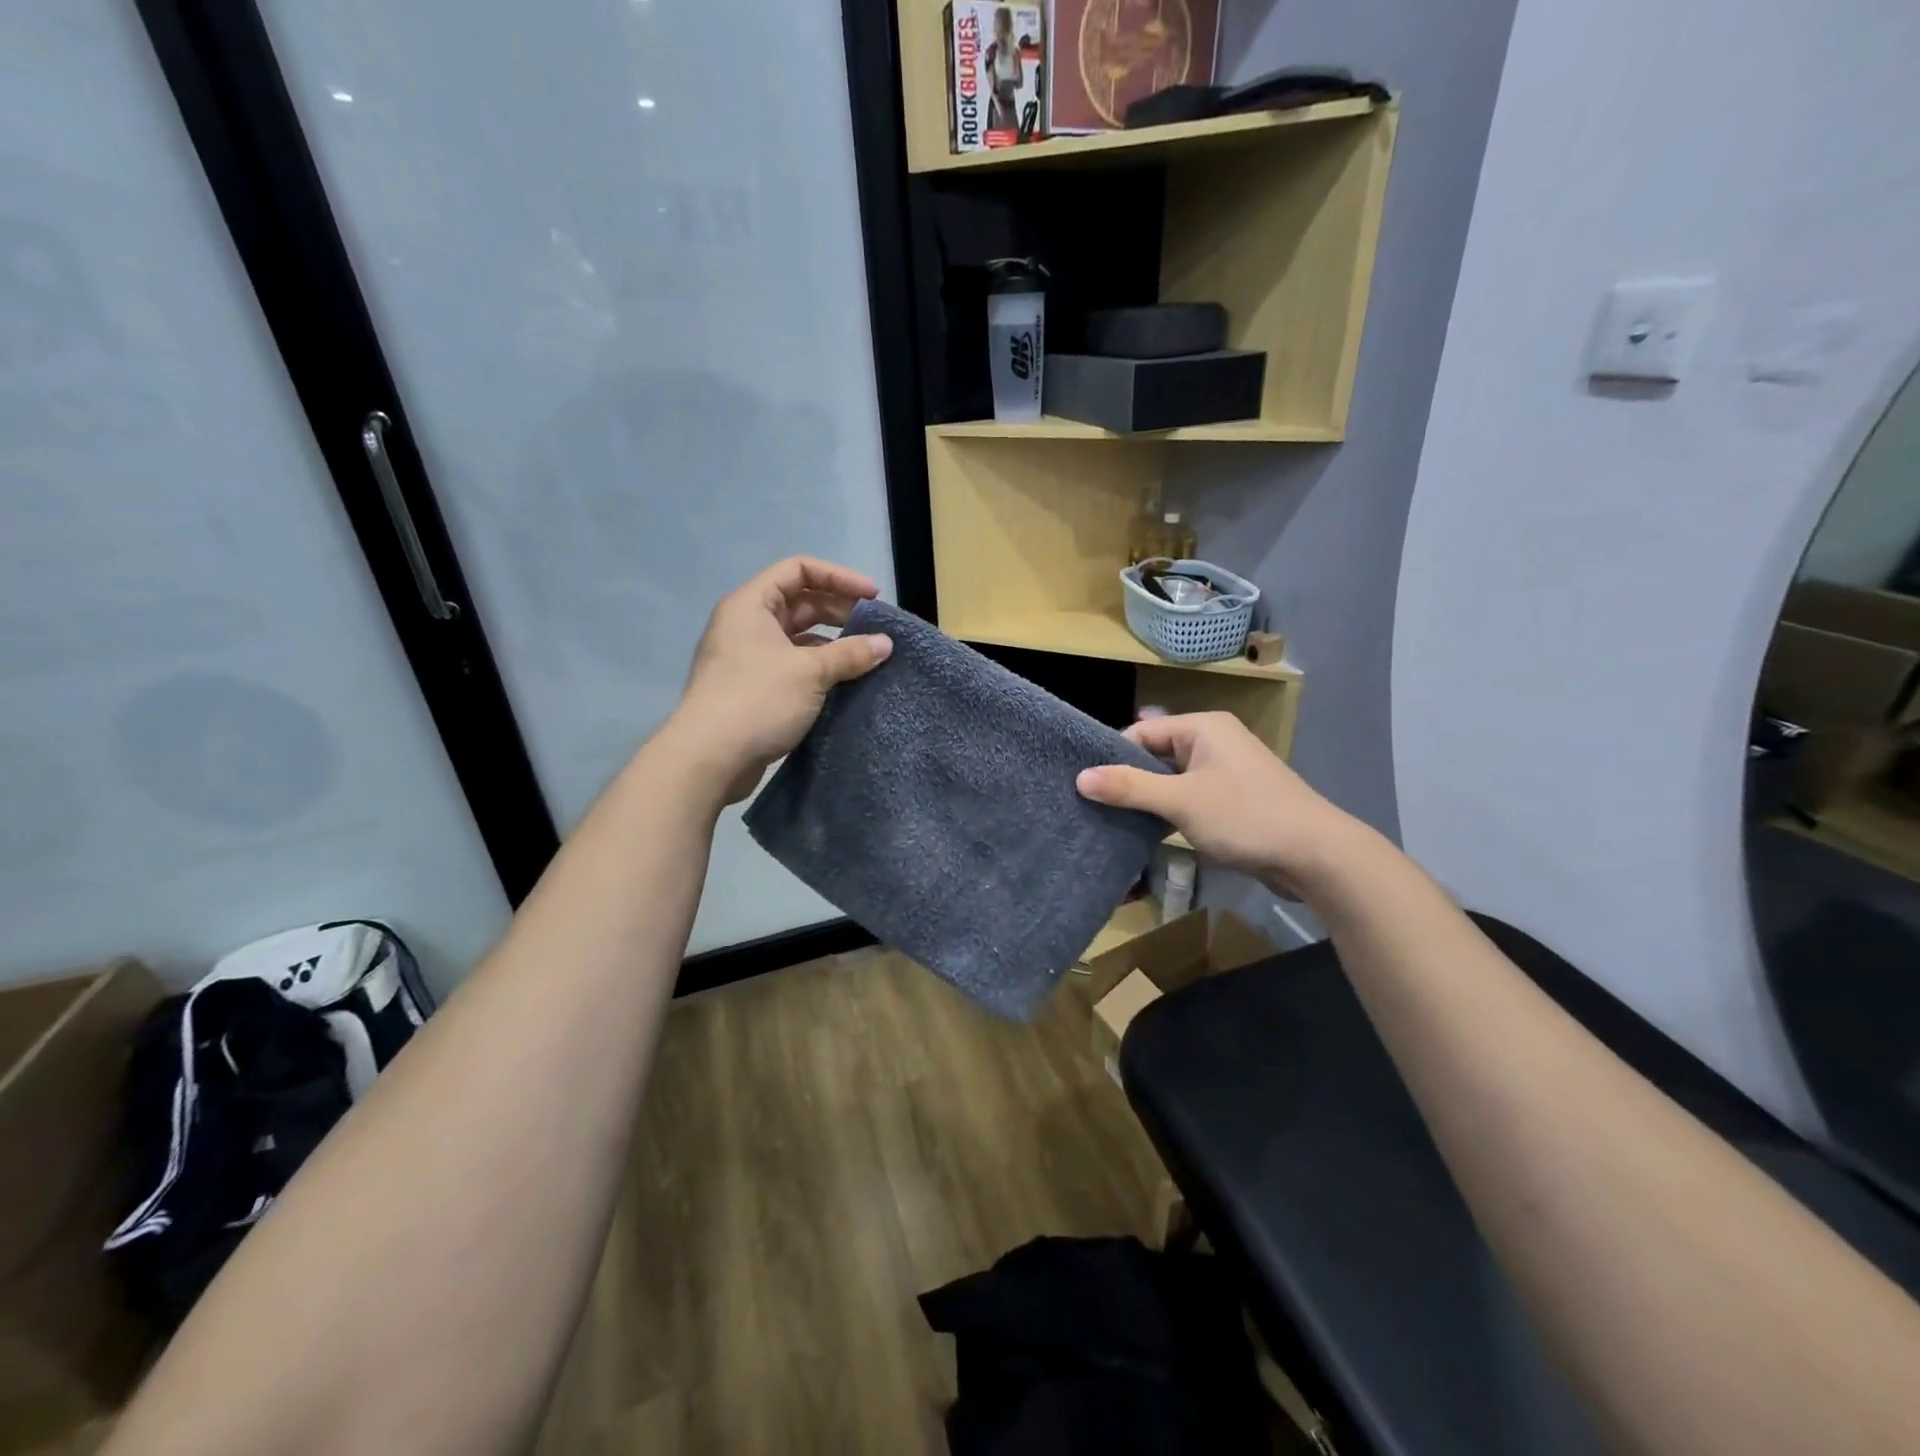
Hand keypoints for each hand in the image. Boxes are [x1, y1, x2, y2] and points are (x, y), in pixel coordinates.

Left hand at [666, 557, 891, 802]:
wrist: (709, 759)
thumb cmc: (757, 700)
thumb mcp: (810, 672)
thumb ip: (851, 653)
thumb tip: (886, 644)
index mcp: (751, 605)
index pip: (799, 570)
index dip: (839, 577)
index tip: (874, 597)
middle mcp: (747, 624)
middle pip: (800, 602)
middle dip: (840, 611)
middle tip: (876, 629)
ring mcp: (748, 658)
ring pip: (798, 638)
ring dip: (833, 644)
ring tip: (867, 658)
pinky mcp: (753, 689)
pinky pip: (793, 666)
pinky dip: (820, 669)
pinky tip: (845, 683)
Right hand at [1075, 713, 1367, 893]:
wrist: (1317, 855)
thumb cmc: (1246, 816)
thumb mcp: (1181, 801)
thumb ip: (1130, 787)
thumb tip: (1080, 777)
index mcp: (1203, 728)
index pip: (1142, 731)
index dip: (1112, 756)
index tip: (1085, 785)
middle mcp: (1214, 741)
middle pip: (1156, 754)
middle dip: (1129, 779)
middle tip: (1094, 805)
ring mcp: (1226, 771)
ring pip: (1172, 779)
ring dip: (1149, 799)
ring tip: (1113, 820)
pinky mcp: (1234, 799)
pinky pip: (1190, 797)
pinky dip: (1171, 811)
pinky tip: (1149, 832)